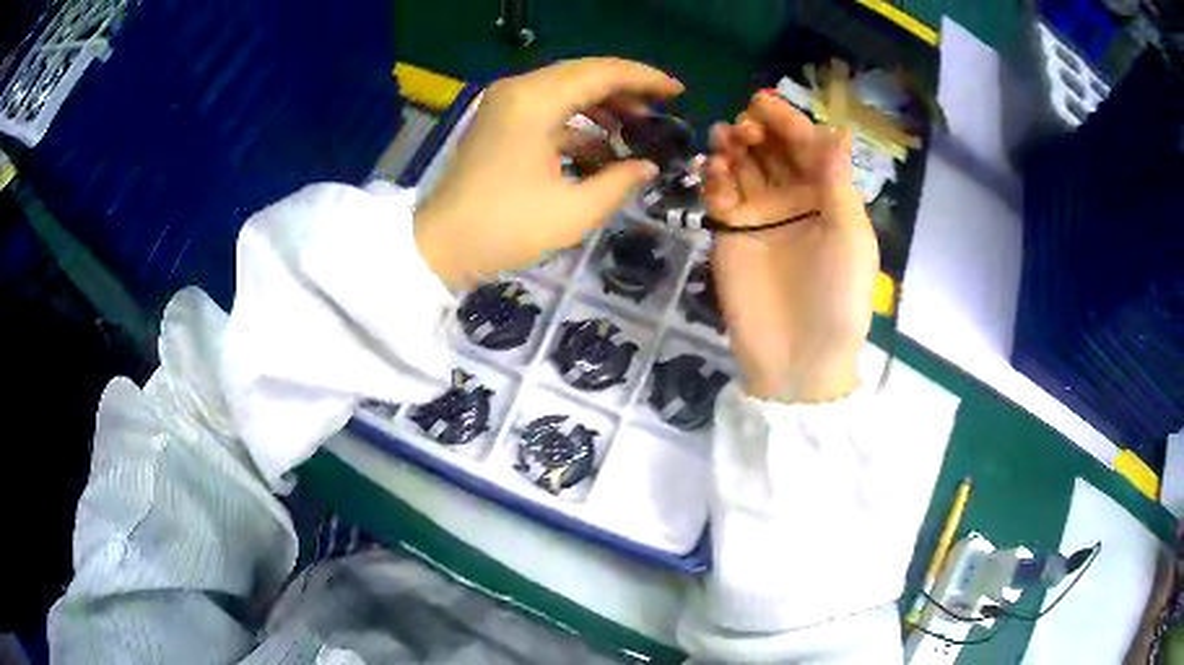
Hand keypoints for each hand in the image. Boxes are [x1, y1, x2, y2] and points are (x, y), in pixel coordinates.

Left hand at [414, 58, 683, 288]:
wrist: (439, 246)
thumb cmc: (505, 228)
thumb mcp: (573, 211)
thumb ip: (619, 181)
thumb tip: (648, 166)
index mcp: (535, 100)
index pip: (602, 72)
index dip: (646, 79)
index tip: (679, 93)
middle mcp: (519, 89)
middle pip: (585, 74)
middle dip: (627, 90)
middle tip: (662, 111)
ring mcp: (506, 104)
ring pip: (567, 90)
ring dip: (604, 107)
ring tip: (637, 131)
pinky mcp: (500, 122)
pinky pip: (549, 109)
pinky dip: (578, 124)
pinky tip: (602, 150)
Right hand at [703, 92, 877, 403]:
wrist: (798, 358)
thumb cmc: (837, 298)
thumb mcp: (850, 238)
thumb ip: (838, 183)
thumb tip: (837, 130)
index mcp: (828, 197)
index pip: (807, 147)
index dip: (789, 123)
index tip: (764, 104)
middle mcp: (793, 198)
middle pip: (772, 149)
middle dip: (758, 130)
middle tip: (744, 127)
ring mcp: (759, 214)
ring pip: (742, 164)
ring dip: (732, 145)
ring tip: (726, 141)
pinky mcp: (729, 231)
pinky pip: (718, 192)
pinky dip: (714, 175)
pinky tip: (713, 172)